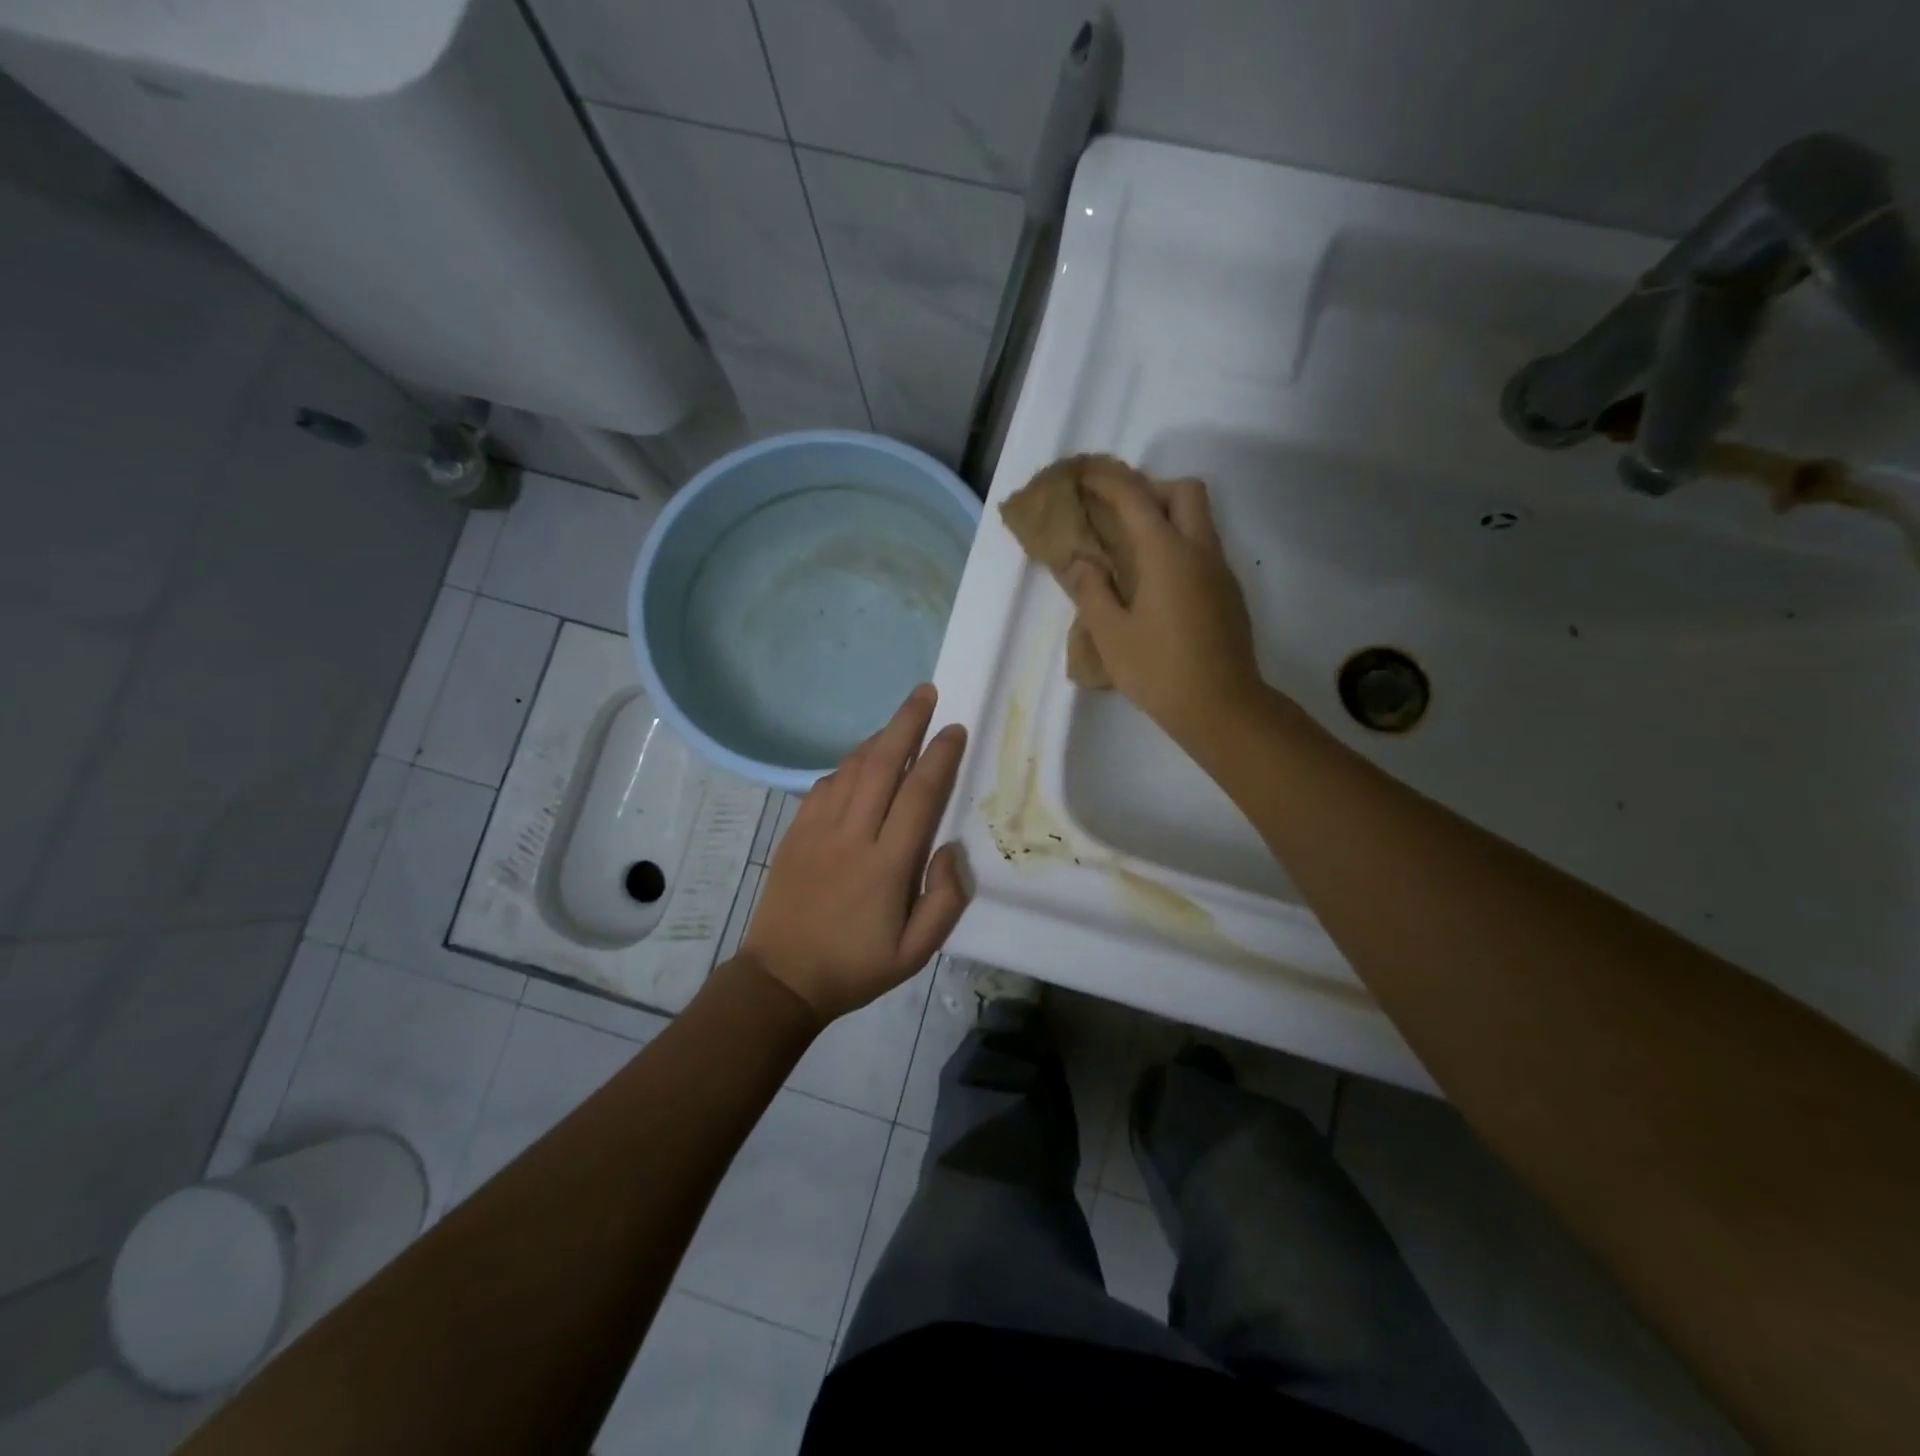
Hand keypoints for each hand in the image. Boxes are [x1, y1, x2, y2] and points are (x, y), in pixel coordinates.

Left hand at [742, 686, 969, 1022]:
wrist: (782, 978)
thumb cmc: (856, 966)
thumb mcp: (916, 952)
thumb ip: (945, 900)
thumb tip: (950, 849)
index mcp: (886, 864)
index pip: (919, 795)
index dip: (939, 757)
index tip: (954, 729)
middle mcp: (852, 835)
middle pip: (882, 764)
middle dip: (906, 723)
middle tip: (925, 693)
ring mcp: (818, 830)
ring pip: (852, 768)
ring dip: (878, 738)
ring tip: (900, 720)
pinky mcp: (796, 832)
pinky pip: (825, 785)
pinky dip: (848, 765)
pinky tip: (861, 762)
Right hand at [1064, 470, 1263, 743]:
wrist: (1223, 708)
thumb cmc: (1160, 671)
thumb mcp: (1111, 635)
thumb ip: (1092, 591)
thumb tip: (1081, 563)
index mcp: (1167, 554)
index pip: (1135, 497)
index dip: (1107, 479)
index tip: (1083, 474)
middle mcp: (1200, 550)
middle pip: (1185, 491)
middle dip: (1151, 489)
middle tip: (1119, 515)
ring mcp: (1221, 571)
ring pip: (1200, 519)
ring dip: (1168, 517)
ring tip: (1132, 550)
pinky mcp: (1229, 594)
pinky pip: (1204, 549)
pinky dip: (1179, 545)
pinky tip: (1157, 584)